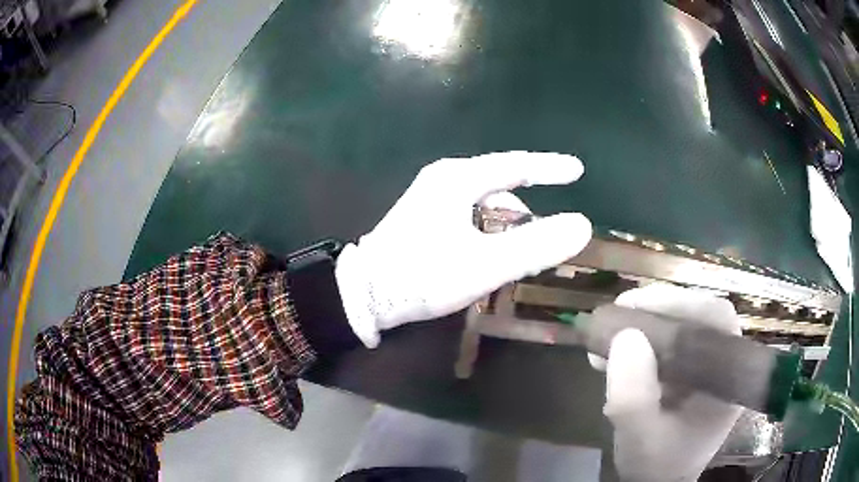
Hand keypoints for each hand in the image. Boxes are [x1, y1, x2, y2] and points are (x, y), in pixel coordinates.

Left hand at [335, 151, 591, 346]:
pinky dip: (489, 230)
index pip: (517, 164)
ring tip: (522, 253)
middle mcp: (444, 178)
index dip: (550, 167)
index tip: (578, 170)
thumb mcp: (486, 264)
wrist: (364, 295)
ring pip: (485, 202)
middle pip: (501, 185)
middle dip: (528, 209)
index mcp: (458, 178)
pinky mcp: (425, 215)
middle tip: (549, 234)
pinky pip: (470, 214)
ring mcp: (431, 196)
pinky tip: (493, 253)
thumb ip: (536, 245)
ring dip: (508, 224)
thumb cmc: (423, 276)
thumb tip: (582, 225)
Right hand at [593, 284, 742, 481]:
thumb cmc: (655, 466)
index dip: (679, 302)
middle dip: (657, 311)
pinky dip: (643, 342)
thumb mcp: (639, 439)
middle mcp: (724, 365)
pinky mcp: (691, 372)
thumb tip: (626, 336)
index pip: (716, 318)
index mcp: (727, 378)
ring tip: (609, 336)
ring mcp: (707, 367)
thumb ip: (634, 398)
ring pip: (683, 326)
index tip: (634, 307)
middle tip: (617, 315)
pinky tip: (617, 354)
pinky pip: (671, 344)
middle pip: (699, 316)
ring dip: (646, 325)